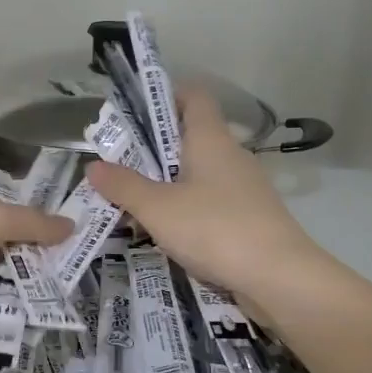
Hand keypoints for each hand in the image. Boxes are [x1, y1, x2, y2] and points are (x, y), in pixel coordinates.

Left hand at [0, 181, 71, 345]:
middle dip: (36, 250)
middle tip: (76, 261)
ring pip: (3, 270)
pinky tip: (44, 306)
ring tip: (68, 285)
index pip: (4, 203)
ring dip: (29, 278)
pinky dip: (14, 301)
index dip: (34, 215)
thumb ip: (33, 222)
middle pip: (7, 239)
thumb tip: (72, 225)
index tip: (68, 230)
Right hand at [85, 88, 319, 307]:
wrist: (279, 277)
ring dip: (168, 183)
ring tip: (133, 202)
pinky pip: (210, 202)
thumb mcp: (158, 208)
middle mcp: (231, 155)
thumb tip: (92, 165)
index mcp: (211, 139)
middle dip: (154, 149)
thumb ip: (123, 186)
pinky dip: (186, 209)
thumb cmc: (215, 229)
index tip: (135, 114)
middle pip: (191, 137)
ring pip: (199, 174)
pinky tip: (166, 232)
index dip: (166, 95)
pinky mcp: (250, 217)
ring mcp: (244, 188)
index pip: (194, 96)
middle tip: (119, 165)